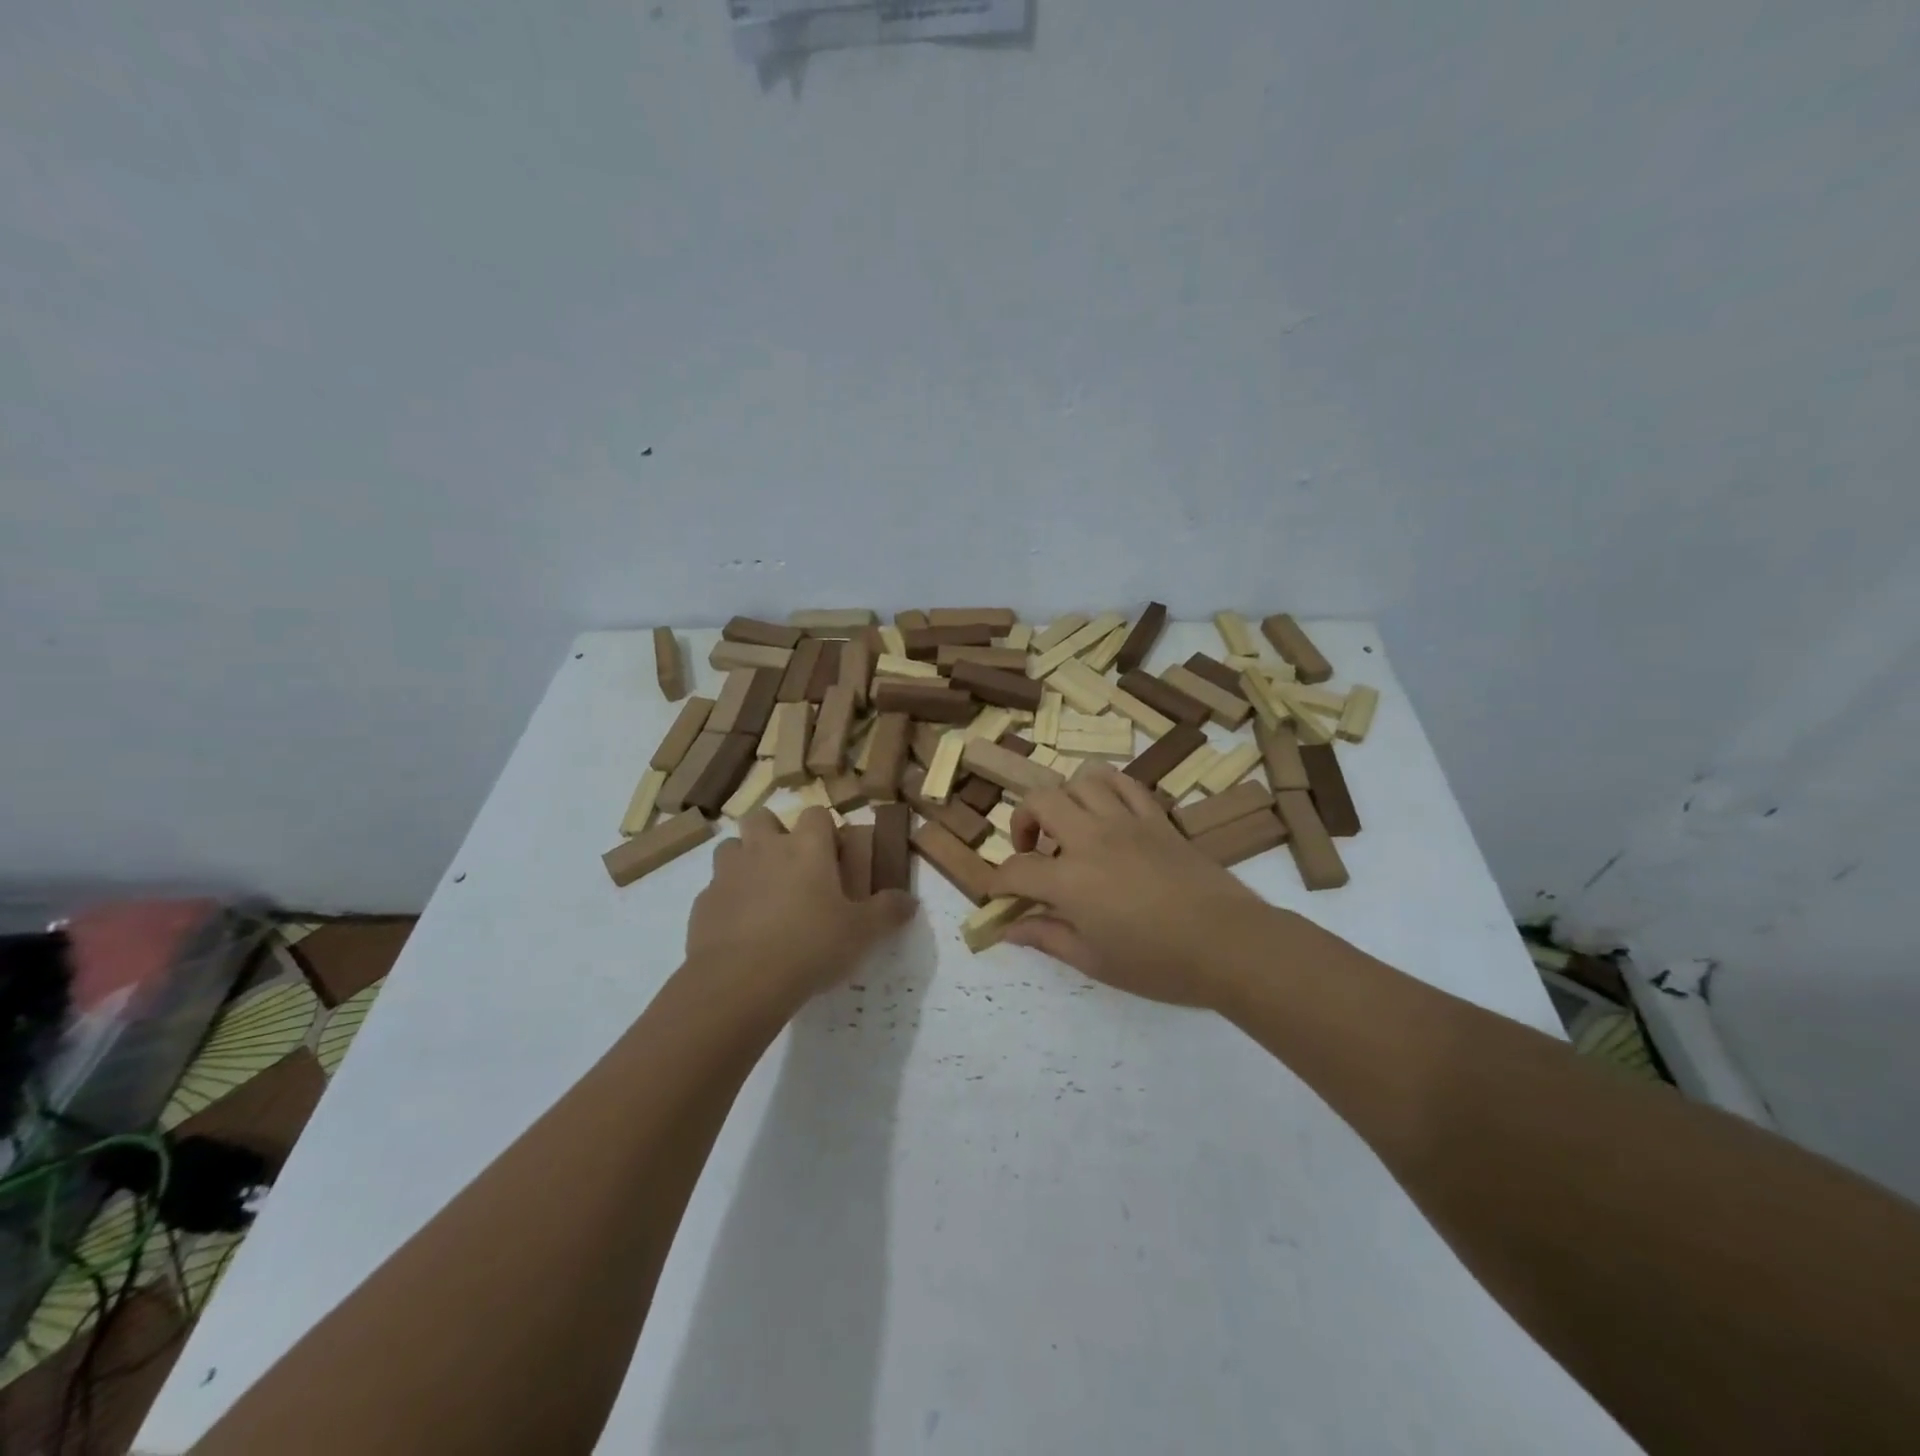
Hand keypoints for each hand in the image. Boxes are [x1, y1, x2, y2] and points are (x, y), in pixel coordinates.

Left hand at [686, 807, 916, 1015]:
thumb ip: (888, 912)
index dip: (824, 829)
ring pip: (732, 847)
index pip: (816, 814)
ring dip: (745, 860)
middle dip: (774, 833)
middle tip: (790, 866)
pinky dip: (727, 899)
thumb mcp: (863, 933)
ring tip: (761, 892)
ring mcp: (728, 873)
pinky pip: (715, 888)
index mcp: (806, 847)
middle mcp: (765, 849)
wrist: (741, 982)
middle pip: (762, 818)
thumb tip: (911, 901)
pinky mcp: (703, 902)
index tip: (833, 855)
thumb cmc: (811, 946)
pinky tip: (739, 927)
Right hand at [987, 765, 1274, 1007]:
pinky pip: (1125, 784)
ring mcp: (1126, 822)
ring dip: (1064, 799)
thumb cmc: (1158, 963)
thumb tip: (1009, 929)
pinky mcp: (1157, 818)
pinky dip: (1106, 789)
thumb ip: (1047, 937)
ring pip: (1082, 780)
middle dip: (1022, 821)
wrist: (1229, 944)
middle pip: (1040, 800)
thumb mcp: (1094, 960)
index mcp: (1070, 880)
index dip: (998, 883)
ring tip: (1069, 827)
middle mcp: (1091, 838)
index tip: (999, 896)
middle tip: (1032, 851)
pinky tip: (1105, 813)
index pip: (1016, 870)